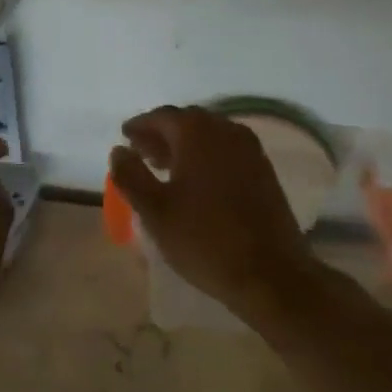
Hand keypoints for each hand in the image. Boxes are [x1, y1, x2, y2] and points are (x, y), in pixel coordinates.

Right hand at [109, 106, 314, 319]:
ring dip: (184, 146)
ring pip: (209, 136)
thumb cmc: (205, 240)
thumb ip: (131, 176)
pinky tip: (197, 181)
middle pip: (187, 122)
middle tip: (142, 153)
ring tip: (165, 168)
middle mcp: (225, 130)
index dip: (140, 126)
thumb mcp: (155, 211)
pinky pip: (226, 151)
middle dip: (162, 134)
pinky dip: (206, 156)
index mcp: (196, 132)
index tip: (125, 137)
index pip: (161, 116)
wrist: (272, 274)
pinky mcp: (264, 170)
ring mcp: (249, 149)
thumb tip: (119, 151)